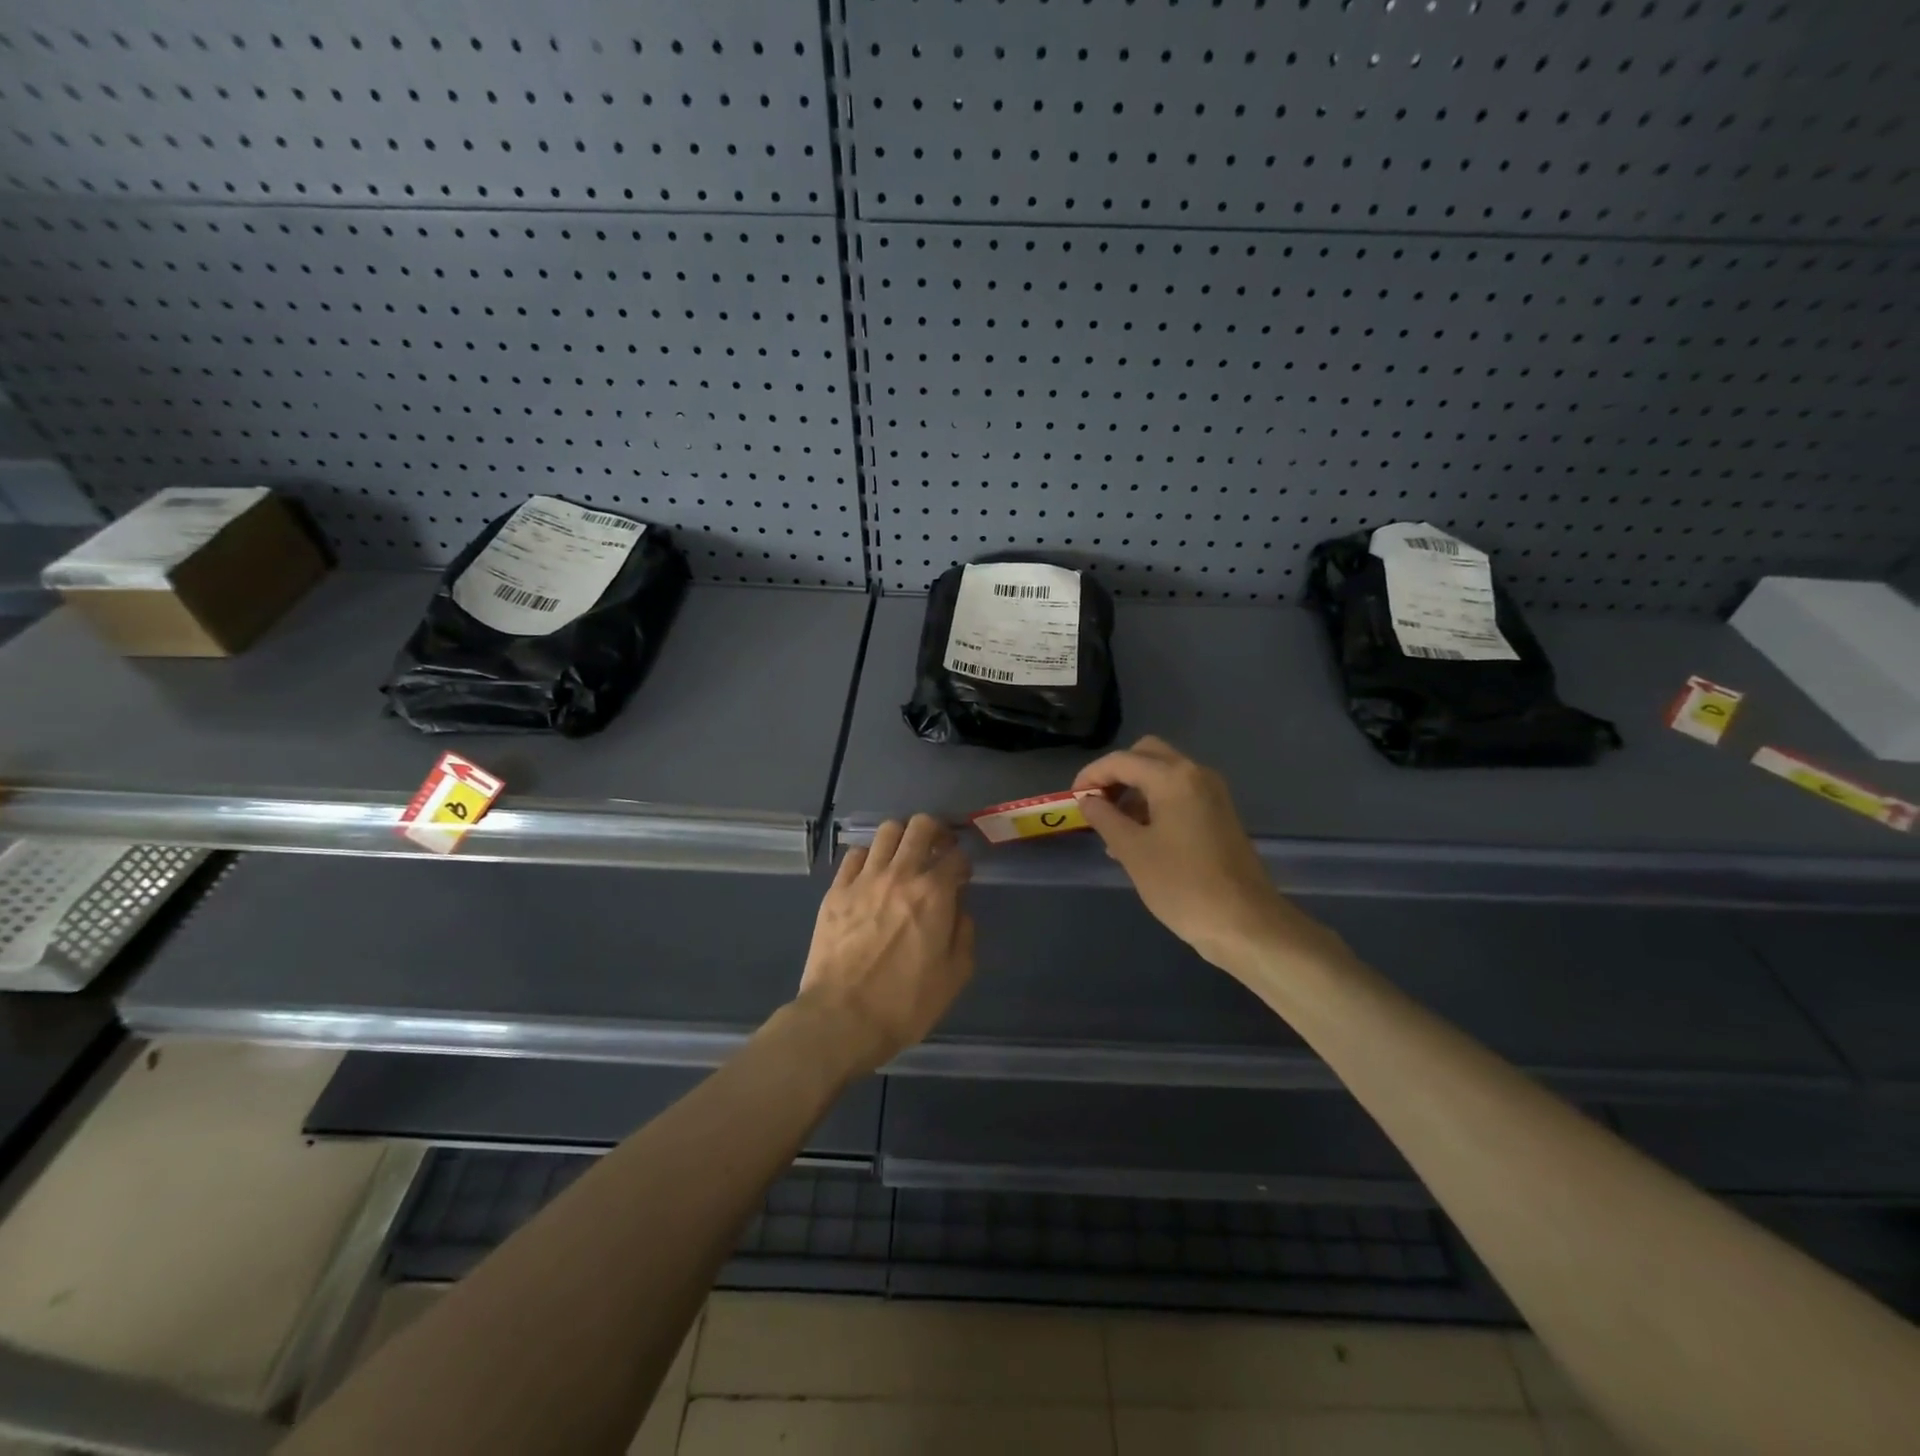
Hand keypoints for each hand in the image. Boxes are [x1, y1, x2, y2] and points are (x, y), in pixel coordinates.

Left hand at [796, 814, 975, 1074]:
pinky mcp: (836, 890)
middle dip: (936, 831)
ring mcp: (864, 879)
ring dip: (902, 837)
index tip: (962, 875)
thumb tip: (958, 909)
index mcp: (934, 894)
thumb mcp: (954, 976)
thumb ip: (964, 933)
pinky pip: (855, 854)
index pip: (957, 856)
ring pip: (887, 831)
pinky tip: (872, 873)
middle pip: (922, 826)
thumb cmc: (905, 1003)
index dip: (963, 862)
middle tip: (938, 847)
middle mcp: (901, 874)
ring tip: (904, 855)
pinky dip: (869, 857)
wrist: (842, 1018)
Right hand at [1073, 736, 1344, 973]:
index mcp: (1173, 777)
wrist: (1245, 923)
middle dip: (1116, 774)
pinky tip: (1140, 838)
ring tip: (1113, 829)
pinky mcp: (1219, 815)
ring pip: (1164, 774)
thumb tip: (1088, 801)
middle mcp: (1196, 774)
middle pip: (1147, 755)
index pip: (1121, 760)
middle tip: (1096, 804)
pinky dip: (1155, 804)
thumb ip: (1105, 818)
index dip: (1091, 776)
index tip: (1073, 800)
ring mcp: (1212, 794)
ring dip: (1135, 790)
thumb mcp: (1132, 851)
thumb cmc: (1183, 885)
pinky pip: (1179, 794)